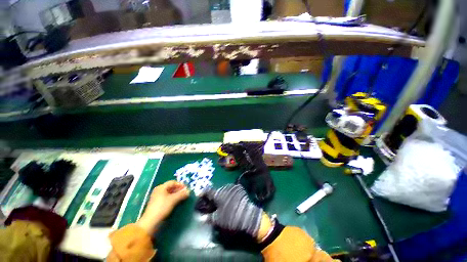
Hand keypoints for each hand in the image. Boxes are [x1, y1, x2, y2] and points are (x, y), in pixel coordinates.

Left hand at [136, 180, 189, 234]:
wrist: (151, 222)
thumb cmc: (162, 207)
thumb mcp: (173, 199)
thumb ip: (182, 194)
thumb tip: (189, 191)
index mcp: (161, 187)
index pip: (173, 182)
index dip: (180, 184)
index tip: (186, 188)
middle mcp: (158, 190)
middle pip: (171, 187)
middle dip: (179, 189)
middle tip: (185, 193)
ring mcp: (157, 197)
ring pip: (169, 193)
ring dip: (176, 194)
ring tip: (182, 197)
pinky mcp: (157, 204)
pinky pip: (167, 198)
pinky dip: (172, 198)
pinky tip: (176, 202)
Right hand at [203, 184, 271, 241]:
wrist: (248, 215)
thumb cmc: (231, 217)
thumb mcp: (218, 219)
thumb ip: (209, 217)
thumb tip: (202, 218)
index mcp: (218, 193)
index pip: (208, 190)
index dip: (203, 193)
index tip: (200, 195)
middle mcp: (225, 187)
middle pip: (217, 190)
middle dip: (214, 196)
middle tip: (213, 202)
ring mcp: (233, 187)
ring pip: (224, 190)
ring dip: (222, 194)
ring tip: (223, 202)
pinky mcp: (240, 188)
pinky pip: (231, 190)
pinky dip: (229, 194)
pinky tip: (231, 199)